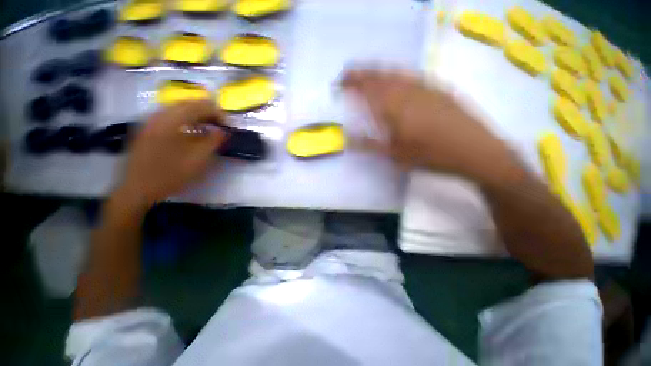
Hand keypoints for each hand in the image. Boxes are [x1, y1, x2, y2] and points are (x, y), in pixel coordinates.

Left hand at [118, 100, 226, 207]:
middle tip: (219, 125)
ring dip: (196, 115)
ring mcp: (150, 120)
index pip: (199, 106)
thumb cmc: (170, 175)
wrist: (137, 189)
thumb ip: (213, 142)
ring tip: (208, 127)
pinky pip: (169, 116)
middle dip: (207, 112)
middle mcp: (159, 114)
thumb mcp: (198, 160)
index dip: (217, 112)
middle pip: (187, 104)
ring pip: (177, 109)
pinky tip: (190, 131)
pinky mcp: (146, 128)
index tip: (227, 124)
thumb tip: (223, 131)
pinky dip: (184, 120)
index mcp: (171, 121)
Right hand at [342, 69, 518, 183]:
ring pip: (396, 73)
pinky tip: (397, 82)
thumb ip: (368, 145)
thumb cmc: (431, 155)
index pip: (367, 87)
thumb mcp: (395, 155)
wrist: (474, 150)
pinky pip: (412, 77)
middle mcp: (407, 90)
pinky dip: (398, 76)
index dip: (351, 82)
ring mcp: (425, 87)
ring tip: (369, 76)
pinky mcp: (439, 89)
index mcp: (394, 106)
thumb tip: (346, 141)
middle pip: (380, 75)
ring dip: (379, 72)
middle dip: (362, 73)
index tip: (340, 82)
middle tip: (350, 76)